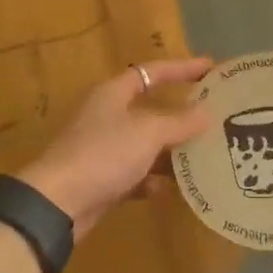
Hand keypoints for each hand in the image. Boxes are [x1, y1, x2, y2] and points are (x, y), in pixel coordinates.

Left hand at [16, 58, 213, 239]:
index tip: (211, 68)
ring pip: (145, 144)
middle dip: (181, 115)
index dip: (182, 68)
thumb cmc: (104, 154)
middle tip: (214, 117)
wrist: (58, 203)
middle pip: (150, 109)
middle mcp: (107, 116)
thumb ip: (179, 121)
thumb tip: (206, 112)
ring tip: (204, 155)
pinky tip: (172, 189)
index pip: (152, 72)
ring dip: (171, 150)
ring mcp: (103, 149)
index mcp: (113, 94)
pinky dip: (153, 180)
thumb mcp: (148, 132)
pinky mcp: (102, 179)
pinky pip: (135, 175)